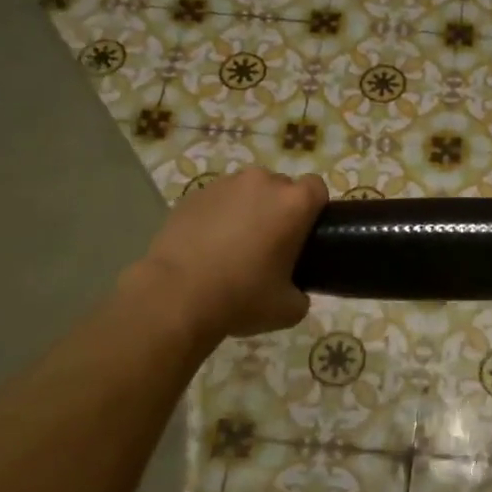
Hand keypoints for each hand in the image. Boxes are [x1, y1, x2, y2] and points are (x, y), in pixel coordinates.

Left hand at [129, 168, 327, 343]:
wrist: (175, 297)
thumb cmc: (242, 298)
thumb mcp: (289, 309)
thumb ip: (302, 293)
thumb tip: (295, 291)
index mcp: (294, 203)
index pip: (316, 187)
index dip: (313, 209)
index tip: (304, 234)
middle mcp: (262, 183)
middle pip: (280, 187)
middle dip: (278, 209)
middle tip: (269, 244)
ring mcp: (224, 185)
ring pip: (247, 191)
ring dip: (247, 209)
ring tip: (233, 244)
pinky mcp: (192, 194)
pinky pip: (216, 200)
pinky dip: (217, 216)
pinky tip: (206, 246)